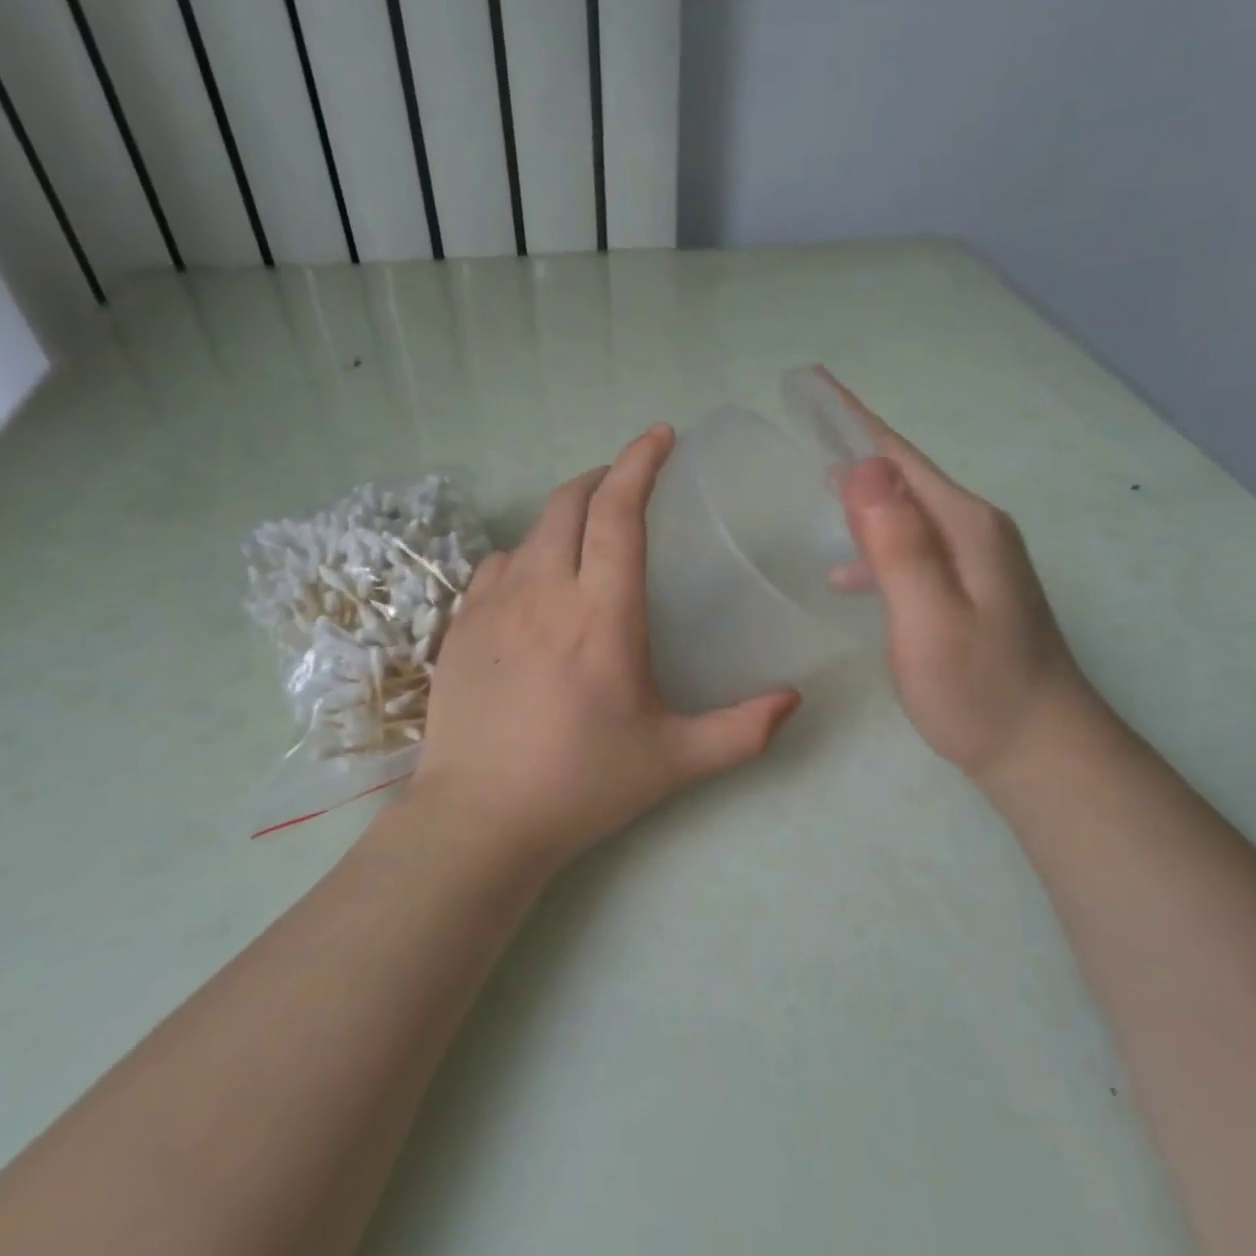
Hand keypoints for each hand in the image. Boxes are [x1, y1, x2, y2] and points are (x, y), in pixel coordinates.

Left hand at [411, 426, 801, 870]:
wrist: (479, 820)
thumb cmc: (582, 784)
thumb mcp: (674, 760)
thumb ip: (743, 730)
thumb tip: (795, 701)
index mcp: (601, 613)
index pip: (619, 511)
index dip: (640, 462)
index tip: (661, 436)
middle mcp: (544, 592)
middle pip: (569, 502)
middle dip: (602, 477)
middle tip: (629, 482)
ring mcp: (493, 606)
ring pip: (530, 533)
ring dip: (564, 518)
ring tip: (587, 536)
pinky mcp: (460, 627)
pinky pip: (495, 567)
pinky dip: (525, 556)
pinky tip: (536, 585)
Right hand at [822, 373, 1091, 784]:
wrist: (1043, 752)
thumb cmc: (978, 690)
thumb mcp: (929, 619)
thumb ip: (898, 544)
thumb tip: (862, 467)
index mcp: (965, 526)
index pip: (898, 457)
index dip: (851, 419)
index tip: (810, 382)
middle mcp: (976, 531)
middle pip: (905, 477)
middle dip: (854, 449)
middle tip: (803, 426)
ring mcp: (978, 562)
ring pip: (908, 514)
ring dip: (864, 498)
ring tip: (814, 492)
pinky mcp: (972, 590)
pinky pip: (914, 549)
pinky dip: (878, 545)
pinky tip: (849, 573)